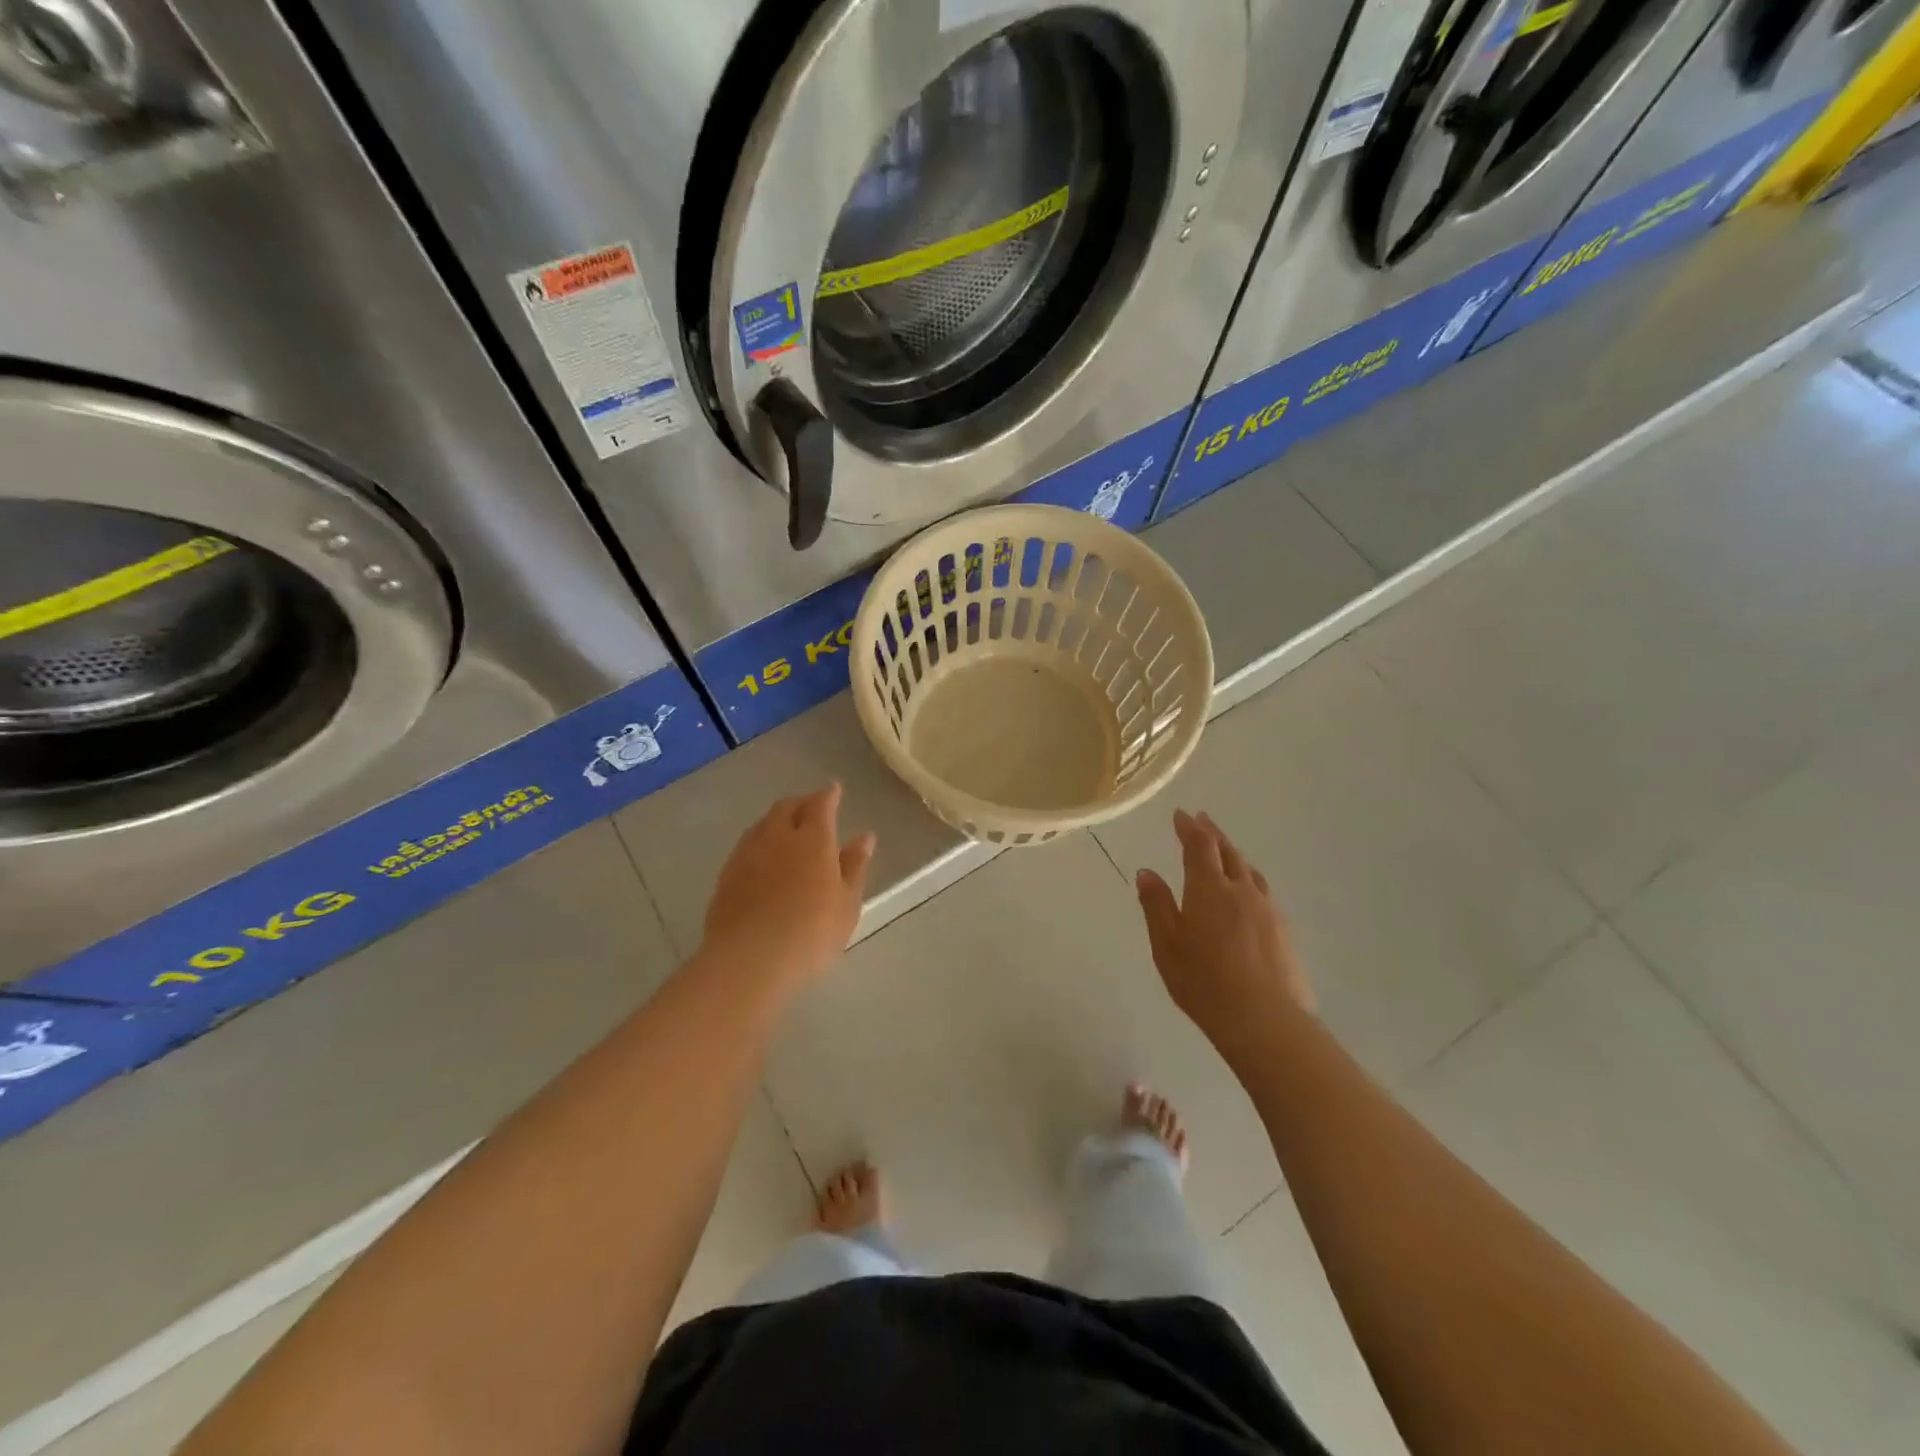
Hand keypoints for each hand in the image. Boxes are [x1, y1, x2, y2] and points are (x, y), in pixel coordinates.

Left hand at [698, 784, 876, 994]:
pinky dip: (760, 842)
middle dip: (801, 802)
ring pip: (763, 824)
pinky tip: (764, 859)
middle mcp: (777, 837)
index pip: (820, 804)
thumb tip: (865, 836)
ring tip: (787, 830)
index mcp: (812, 839)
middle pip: (786, 807)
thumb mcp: (847, 903)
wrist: (748, 960)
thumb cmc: (811, 932)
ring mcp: (747, 854)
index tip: (834, 789)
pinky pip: (747, 846)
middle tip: (811, 807)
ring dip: (777, 820)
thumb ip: (854, 866)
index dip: (828, 795)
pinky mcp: (726, 876)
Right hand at [1135, 811, 1313, 1059]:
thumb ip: (1157, 905)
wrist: (1266, 1020)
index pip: (1199, 846)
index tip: (1181, 814)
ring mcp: (1267, 909)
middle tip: (1202, 820)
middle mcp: (1240, 890)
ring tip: (1224, 850)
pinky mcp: (1283, 930)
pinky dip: (1248, 878)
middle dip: (1212, 833)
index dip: (1190, 828)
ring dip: (1233, 854)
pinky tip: (1247, 892)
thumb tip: (1147, 872)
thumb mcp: (1166, 945)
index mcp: (1208, 889)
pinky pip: (1262, 891)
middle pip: (1228, 852)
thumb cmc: (1204, 982)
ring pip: (1249, 870)